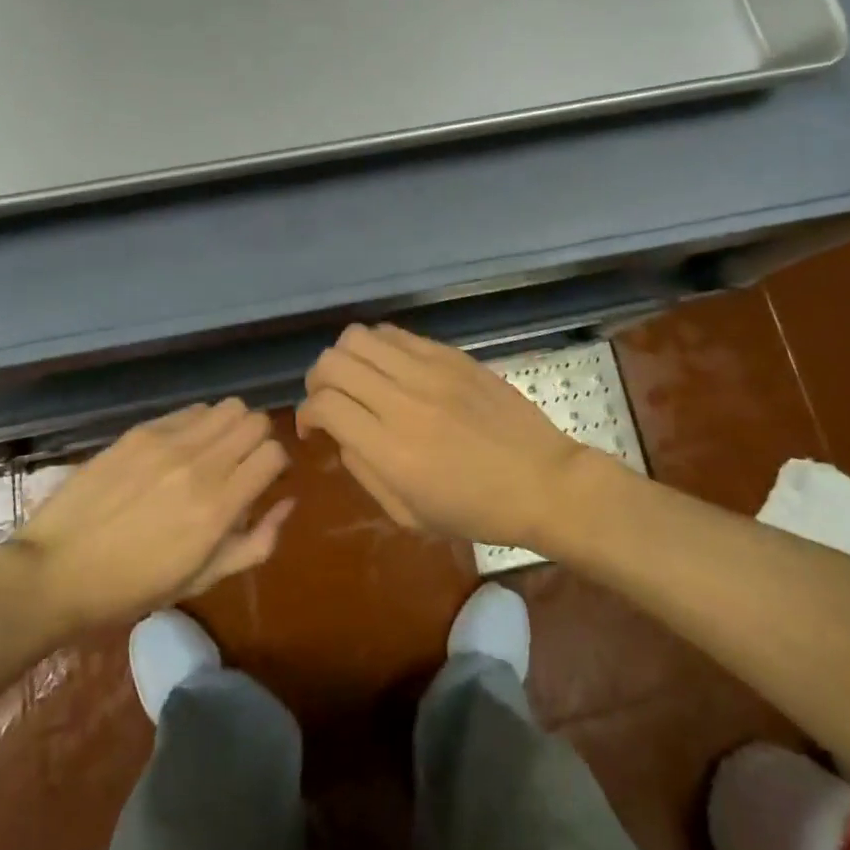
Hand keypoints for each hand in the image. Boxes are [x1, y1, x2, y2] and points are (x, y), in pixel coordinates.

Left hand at [13, 399, 292, 628]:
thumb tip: (287, 502)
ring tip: (214, 451)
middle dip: (259, 440)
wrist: (55, 571)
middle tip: (242, 464)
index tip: (264, 481)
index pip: (274, 454)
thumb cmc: (131, 588)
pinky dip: (199, 423)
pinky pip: (191, 410)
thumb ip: (255, 543)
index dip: (276, 466)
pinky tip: (181, 448)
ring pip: (229, 406)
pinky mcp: (142, 430)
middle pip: (257, 421)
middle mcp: (200, 465)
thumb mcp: (201, 580)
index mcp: (217, 508)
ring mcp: (169, 442)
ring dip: (232, 426)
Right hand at [296, 324, 588, 547]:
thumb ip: (365, 471)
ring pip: (359, 337)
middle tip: (329, 399)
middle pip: (333, 362)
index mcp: (391, 450)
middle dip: (317, 380)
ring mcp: (429, 370)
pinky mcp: (450, 354)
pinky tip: (390, 368)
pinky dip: (378, 346)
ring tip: (357, 378)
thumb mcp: (410, 515)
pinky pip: (396, 333)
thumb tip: (341, 434)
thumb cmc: (477, 511)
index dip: (306, 413)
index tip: (313, 427)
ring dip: (345, 357)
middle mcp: (403, 400)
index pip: (325, 404)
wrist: (542, 480)